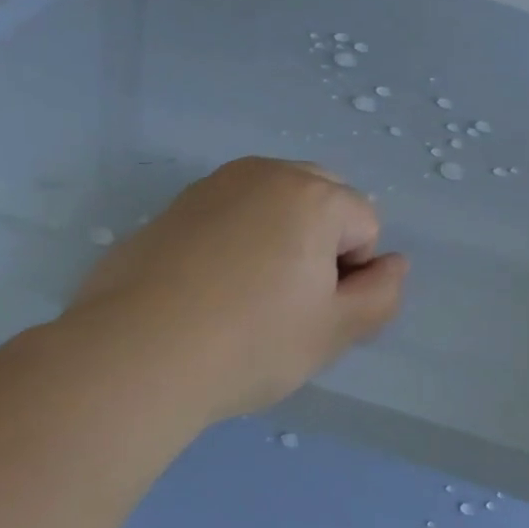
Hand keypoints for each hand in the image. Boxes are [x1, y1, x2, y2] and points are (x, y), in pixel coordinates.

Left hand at [65, 157, 407, 421]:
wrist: (135, 354)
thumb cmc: (251, 343)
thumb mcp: (335, 331)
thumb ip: (382, 294)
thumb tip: (393, 265)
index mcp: (314, 195)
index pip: (365, 225)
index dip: (352, 273)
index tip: (315, 311)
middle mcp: (266, 173)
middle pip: (323, 200)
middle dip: (322, 242)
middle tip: (289, 301)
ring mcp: (215, 185)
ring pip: (275, 204)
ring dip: (280, 238)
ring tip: (247, 296)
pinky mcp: (175, 206)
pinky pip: (230, 214)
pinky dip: (236, 241)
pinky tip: (208, 288)